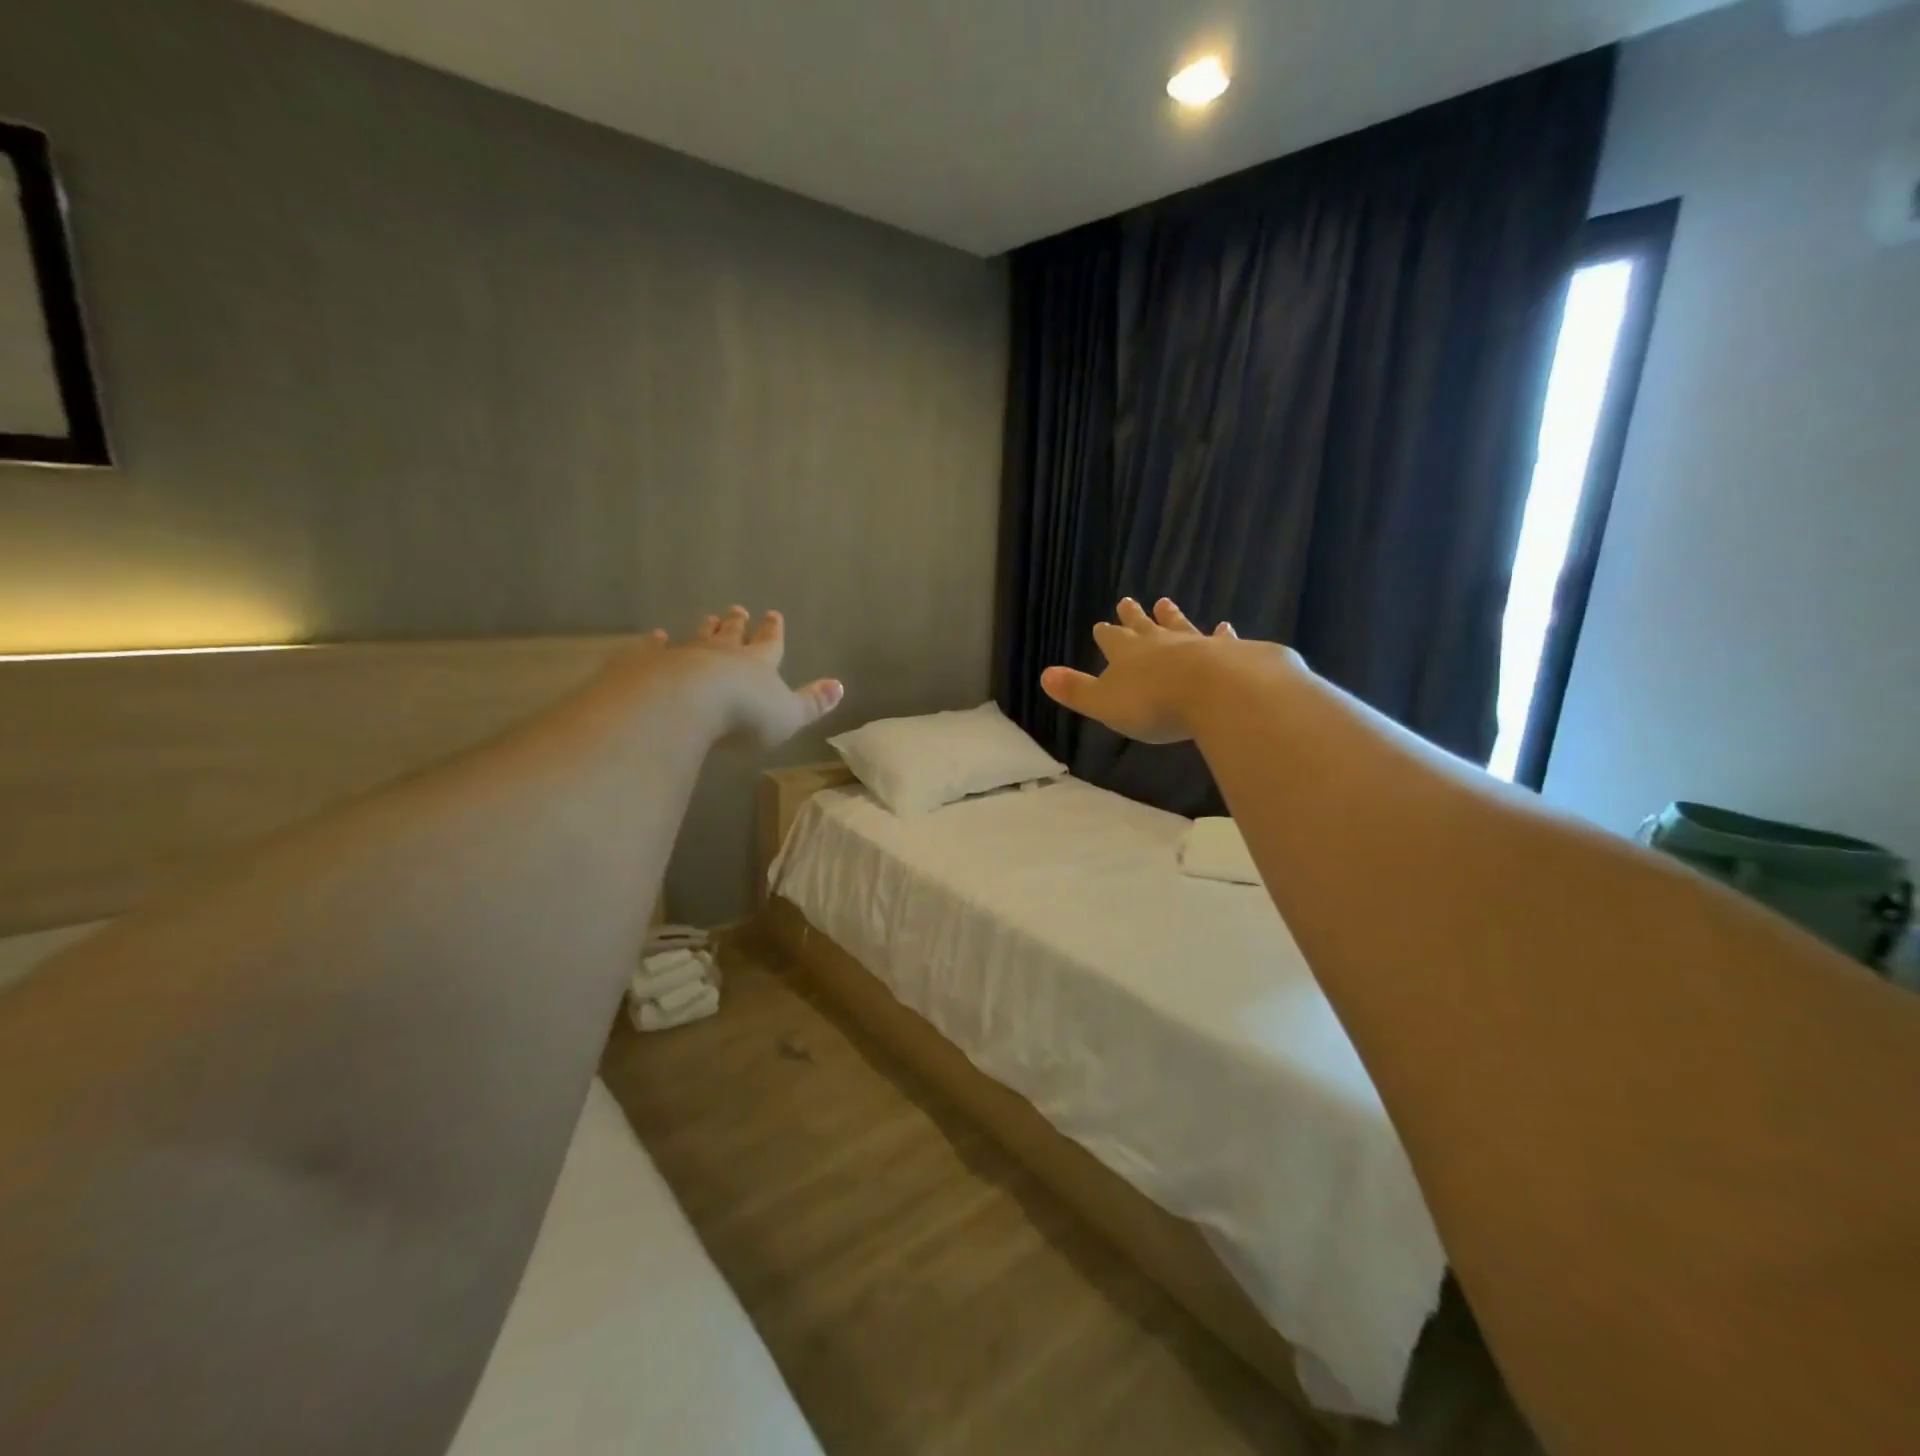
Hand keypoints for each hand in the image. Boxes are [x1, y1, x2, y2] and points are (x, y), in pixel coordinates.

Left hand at [625, 606, 843, 748]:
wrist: (685, 704)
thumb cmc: (744, 714)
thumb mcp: (788, 715)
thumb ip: (813, 702)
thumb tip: (840, 685)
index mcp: (758, 664)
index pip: (770, 643)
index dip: (773, 631)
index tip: (773, 614)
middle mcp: (723, 654)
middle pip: (732, 634)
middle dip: (737, 623)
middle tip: (737, 609)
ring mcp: (685, 655)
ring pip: (698, 637)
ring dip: (706, 628)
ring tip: (709, 616)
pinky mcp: (651, 664)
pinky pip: (655, 649)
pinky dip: (656, 642)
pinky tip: (656, 636)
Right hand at [1040, 598, 1241, 744]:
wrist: (1215, 692)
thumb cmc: (1153, 703)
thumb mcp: (1104, 703)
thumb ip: (1076, 690)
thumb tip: (1044, 675)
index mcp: (1126, 654)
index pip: (1111, 639)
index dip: (1105, 634)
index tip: (1101, 624)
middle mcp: (1158, 642)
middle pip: (1142, 625)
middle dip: (1133, 616)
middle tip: (1127, 601)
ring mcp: (1195, 644)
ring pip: (1178, 626)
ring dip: (1171, 616)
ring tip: (1165, 602)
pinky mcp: (1228, 653)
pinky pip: (1221, 640)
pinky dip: (1221, 634)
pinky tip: (1225, 628)